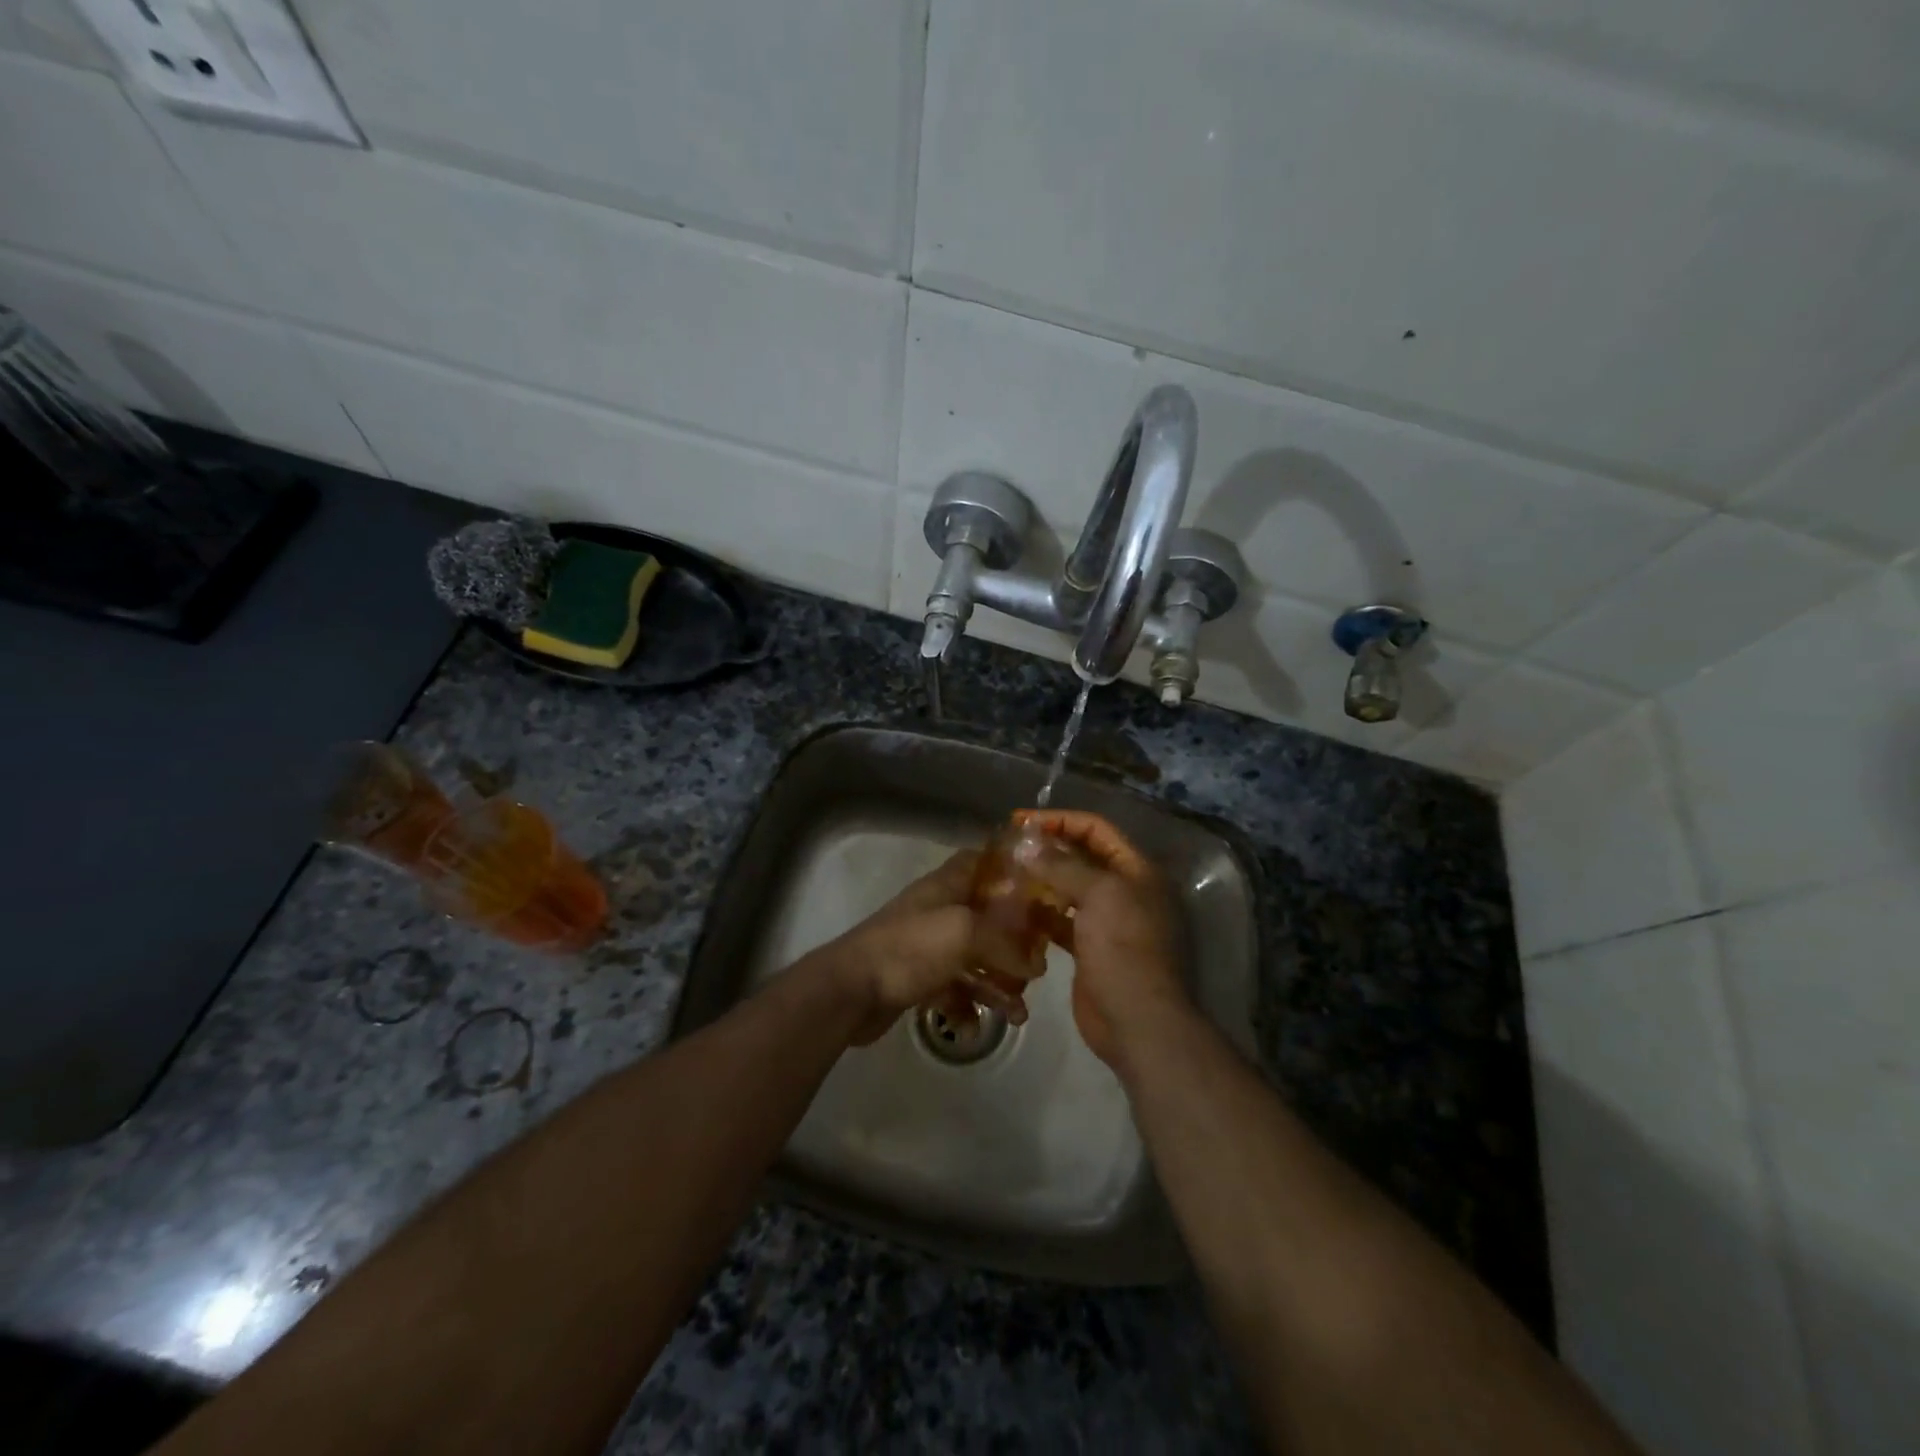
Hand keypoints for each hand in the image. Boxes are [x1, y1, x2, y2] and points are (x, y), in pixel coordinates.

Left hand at [800, 851, 1044, 1045]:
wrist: (851, 990)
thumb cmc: (909, 948)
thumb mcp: (964, 932)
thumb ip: (1005, 942)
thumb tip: (1036, 964)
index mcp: (945, 887)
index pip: (980, 862)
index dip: (1009, 870)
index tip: (1041, 890)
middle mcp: (937, 912)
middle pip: (985, 917)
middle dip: (1014, 941)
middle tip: (1038, 965)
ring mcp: (926, 948)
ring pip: (973, 959)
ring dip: (997, 984)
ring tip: (1019, 1014)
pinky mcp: (917, 981)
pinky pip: (953, 991)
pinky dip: (967, 1008)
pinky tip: (973, 1027)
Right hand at [1014, 809, 1188, 1067]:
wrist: (1137, 1020)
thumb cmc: (1123, 948)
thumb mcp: (1098, 896)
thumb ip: (1063, 866)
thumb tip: (1029, 844)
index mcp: (1136, 870)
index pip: (1096, 829)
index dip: (1060, 820)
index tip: (1021, 821)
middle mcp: (1125, 890)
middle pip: (1082, 857)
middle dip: (1047, 850)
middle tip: (1009, 847)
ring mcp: (1108, 921)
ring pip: (1070, 890)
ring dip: (1041, 882)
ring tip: (1006, 876)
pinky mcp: (1090, 948)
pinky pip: (1062, 921)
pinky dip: (1041, 914)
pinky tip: (1015, 911)